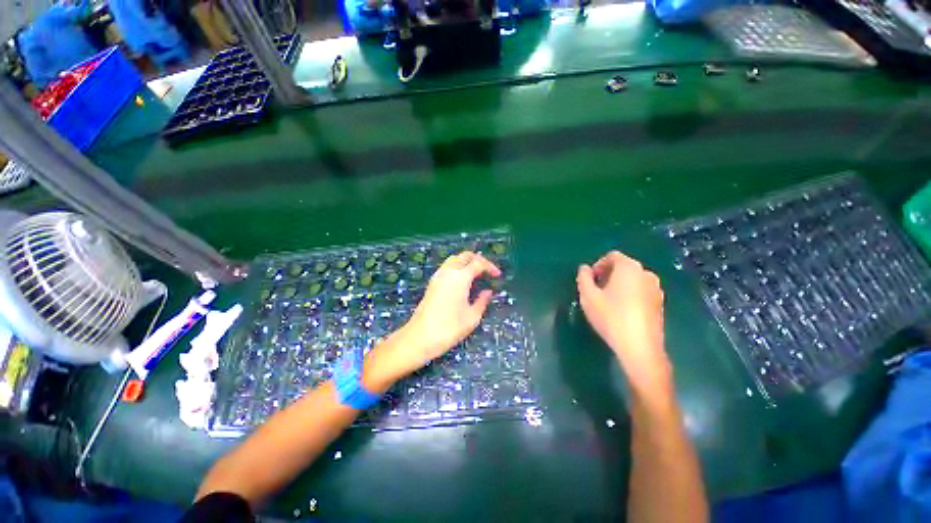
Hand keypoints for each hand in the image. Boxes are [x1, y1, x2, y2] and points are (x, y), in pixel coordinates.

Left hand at [368, 251, 500, 384]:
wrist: (420, 337)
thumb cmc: (449, 328)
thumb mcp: (472, 317)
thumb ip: (482, 301)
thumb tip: (488, 292)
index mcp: (460, 277)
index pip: (478, 263)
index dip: (490, 266)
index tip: (498, 276)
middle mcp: (448, 271)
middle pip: (465, 255)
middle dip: (479, 259)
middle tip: (488, 271)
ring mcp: (438, 276)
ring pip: (455, 259)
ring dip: (467, 262)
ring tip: (477, 275)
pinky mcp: (432, 283)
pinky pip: (447, 267)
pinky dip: (458, 268)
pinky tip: (463, 281)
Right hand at [576, 251, 671, 391]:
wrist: (639, 347)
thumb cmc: (610, 317)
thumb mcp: (588, 296)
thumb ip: (583, 277)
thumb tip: (584, 268)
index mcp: (629, 267)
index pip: (612, 256)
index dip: (597, 265)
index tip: (589, 280)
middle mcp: (646, 273)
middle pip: (623, 267)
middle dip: (606, 275)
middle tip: (595, 290)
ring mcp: (656, 289)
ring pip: (632, 280)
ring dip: (617, 285)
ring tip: (606, 302)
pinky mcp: (660, 304)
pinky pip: (640, 291)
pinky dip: (629, 294)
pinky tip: (620, 311)